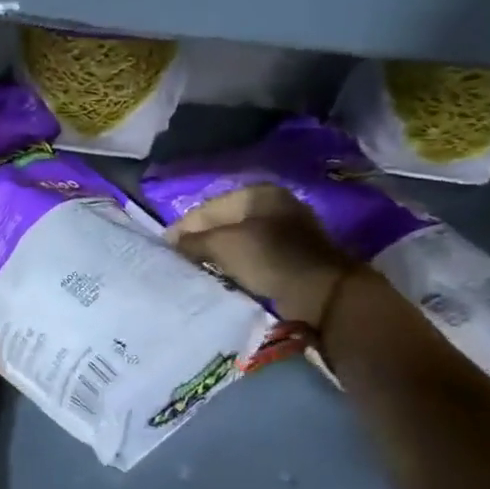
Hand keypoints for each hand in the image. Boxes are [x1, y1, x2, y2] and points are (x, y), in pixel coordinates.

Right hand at [166, 184, 358, 327]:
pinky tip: (224, 276)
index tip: (165, 248)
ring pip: (237, 240)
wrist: (324, 295)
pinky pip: (252, 255)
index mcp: (257, 193)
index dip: (183, 227)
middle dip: (200, 241)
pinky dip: (236, 264)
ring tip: (198, 270)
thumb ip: (192, 241)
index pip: (207, 208)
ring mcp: (286, 230)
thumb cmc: (269, 259)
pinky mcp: (293, 255)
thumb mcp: (222, 245)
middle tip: (179, 260)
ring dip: (217, 254)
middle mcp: (273, 205)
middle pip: (223, 223)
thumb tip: (172, 244)